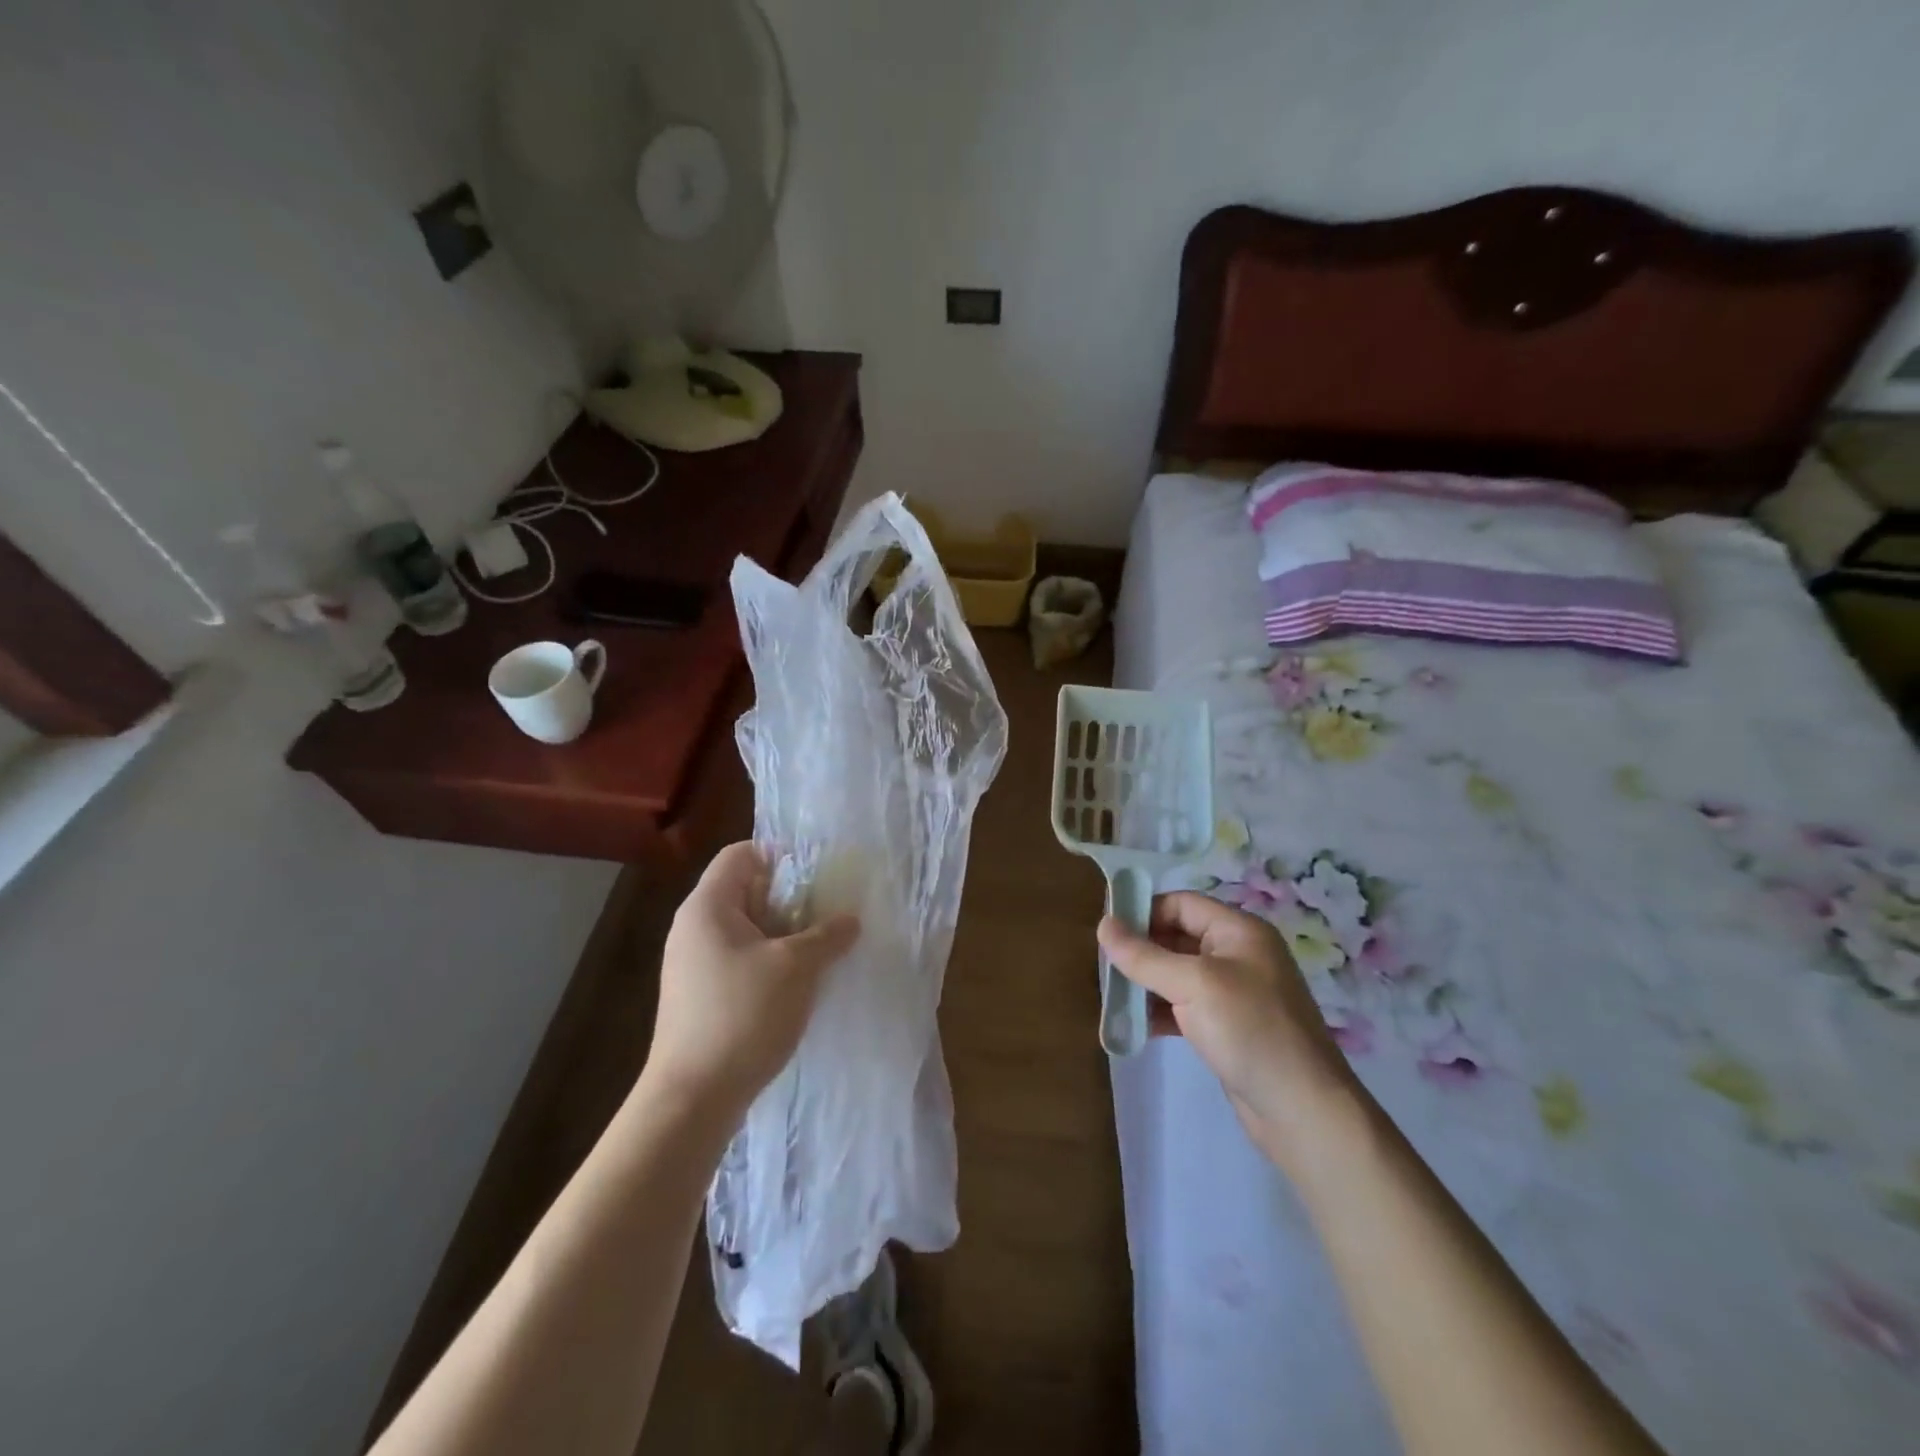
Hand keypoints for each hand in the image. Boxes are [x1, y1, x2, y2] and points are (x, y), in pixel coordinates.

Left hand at [644, 842, 859, 1124]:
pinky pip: (739, 960)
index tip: (817, 875)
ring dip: (784, 934)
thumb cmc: (743, 1015)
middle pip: (745, 891)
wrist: (692, 1098)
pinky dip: (769, 961)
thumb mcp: (796, 967)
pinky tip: (798, 983)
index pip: (741, 854)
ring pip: (746, 929)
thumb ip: (828, 936)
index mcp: (707, 906)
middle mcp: (694, 928)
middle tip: (828, 913)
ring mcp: (693, 964)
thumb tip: (851, 920)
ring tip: (821, 948)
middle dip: (790, 899)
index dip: (780, 855)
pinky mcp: (699, 996)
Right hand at [1098, 892, 1358, 1169]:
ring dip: (1145, 984)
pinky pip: (1184, 1007)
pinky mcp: (1227, 1027)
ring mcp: (1233, 993)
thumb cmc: (1250, 1031)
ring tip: (1112, 998)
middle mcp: (1237, 955)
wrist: (1303, 1111)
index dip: (1143, 912)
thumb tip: (1103, 924)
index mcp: (1238, 931)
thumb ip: (1144, 955)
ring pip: (1176, 975)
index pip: (1181, 904)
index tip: (1106, 931)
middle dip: (1139, 951)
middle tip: (1103, 967)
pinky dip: (1159, 1012)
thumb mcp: (1193, 985)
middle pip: (1176, 937)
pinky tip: (1134, 1027)